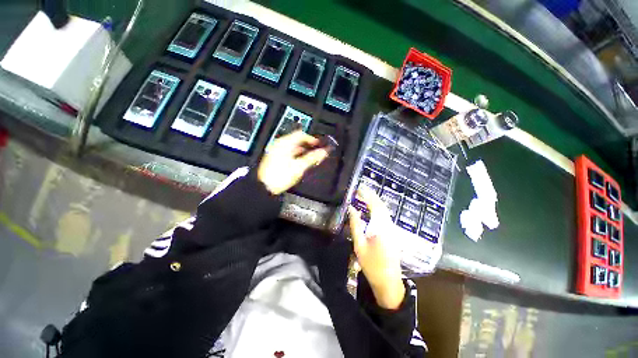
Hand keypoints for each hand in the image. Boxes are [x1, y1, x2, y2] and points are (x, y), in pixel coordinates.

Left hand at [257, 131, 328, 194]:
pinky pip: (288, 152)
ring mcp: (276, 151)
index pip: (301, 134)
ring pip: (292, 147)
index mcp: (284, 143)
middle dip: (307, 145)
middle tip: (315, 150)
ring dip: (302, 150)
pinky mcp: (275, 158)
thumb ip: (312, 158)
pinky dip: (295, 155)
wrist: (265, 187)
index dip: (311, 139)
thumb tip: (323, 152)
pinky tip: (299, 162)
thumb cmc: (278, 176)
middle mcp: (279, 145)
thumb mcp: (299, 166)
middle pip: (296, 140)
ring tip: (309, 157)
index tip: (318, 144)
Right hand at [348, 186, 404, 309]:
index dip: (367, 195)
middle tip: (361, 189)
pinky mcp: (392, 233)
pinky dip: (377, 208)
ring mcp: (392, 229)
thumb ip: (355, 225)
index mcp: (381, 227)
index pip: (374, 205)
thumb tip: (351, 208)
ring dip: (375, 201)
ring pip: (384, 210)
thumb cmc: (371, 265)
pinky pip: (385, 216)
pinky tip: (371, 208)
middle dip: (371, 195)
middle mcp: (389, 225)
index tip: (359, 188)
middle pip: (381, 205)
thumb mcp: (359, 245)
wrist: (389, 282)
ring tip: (364, 195)